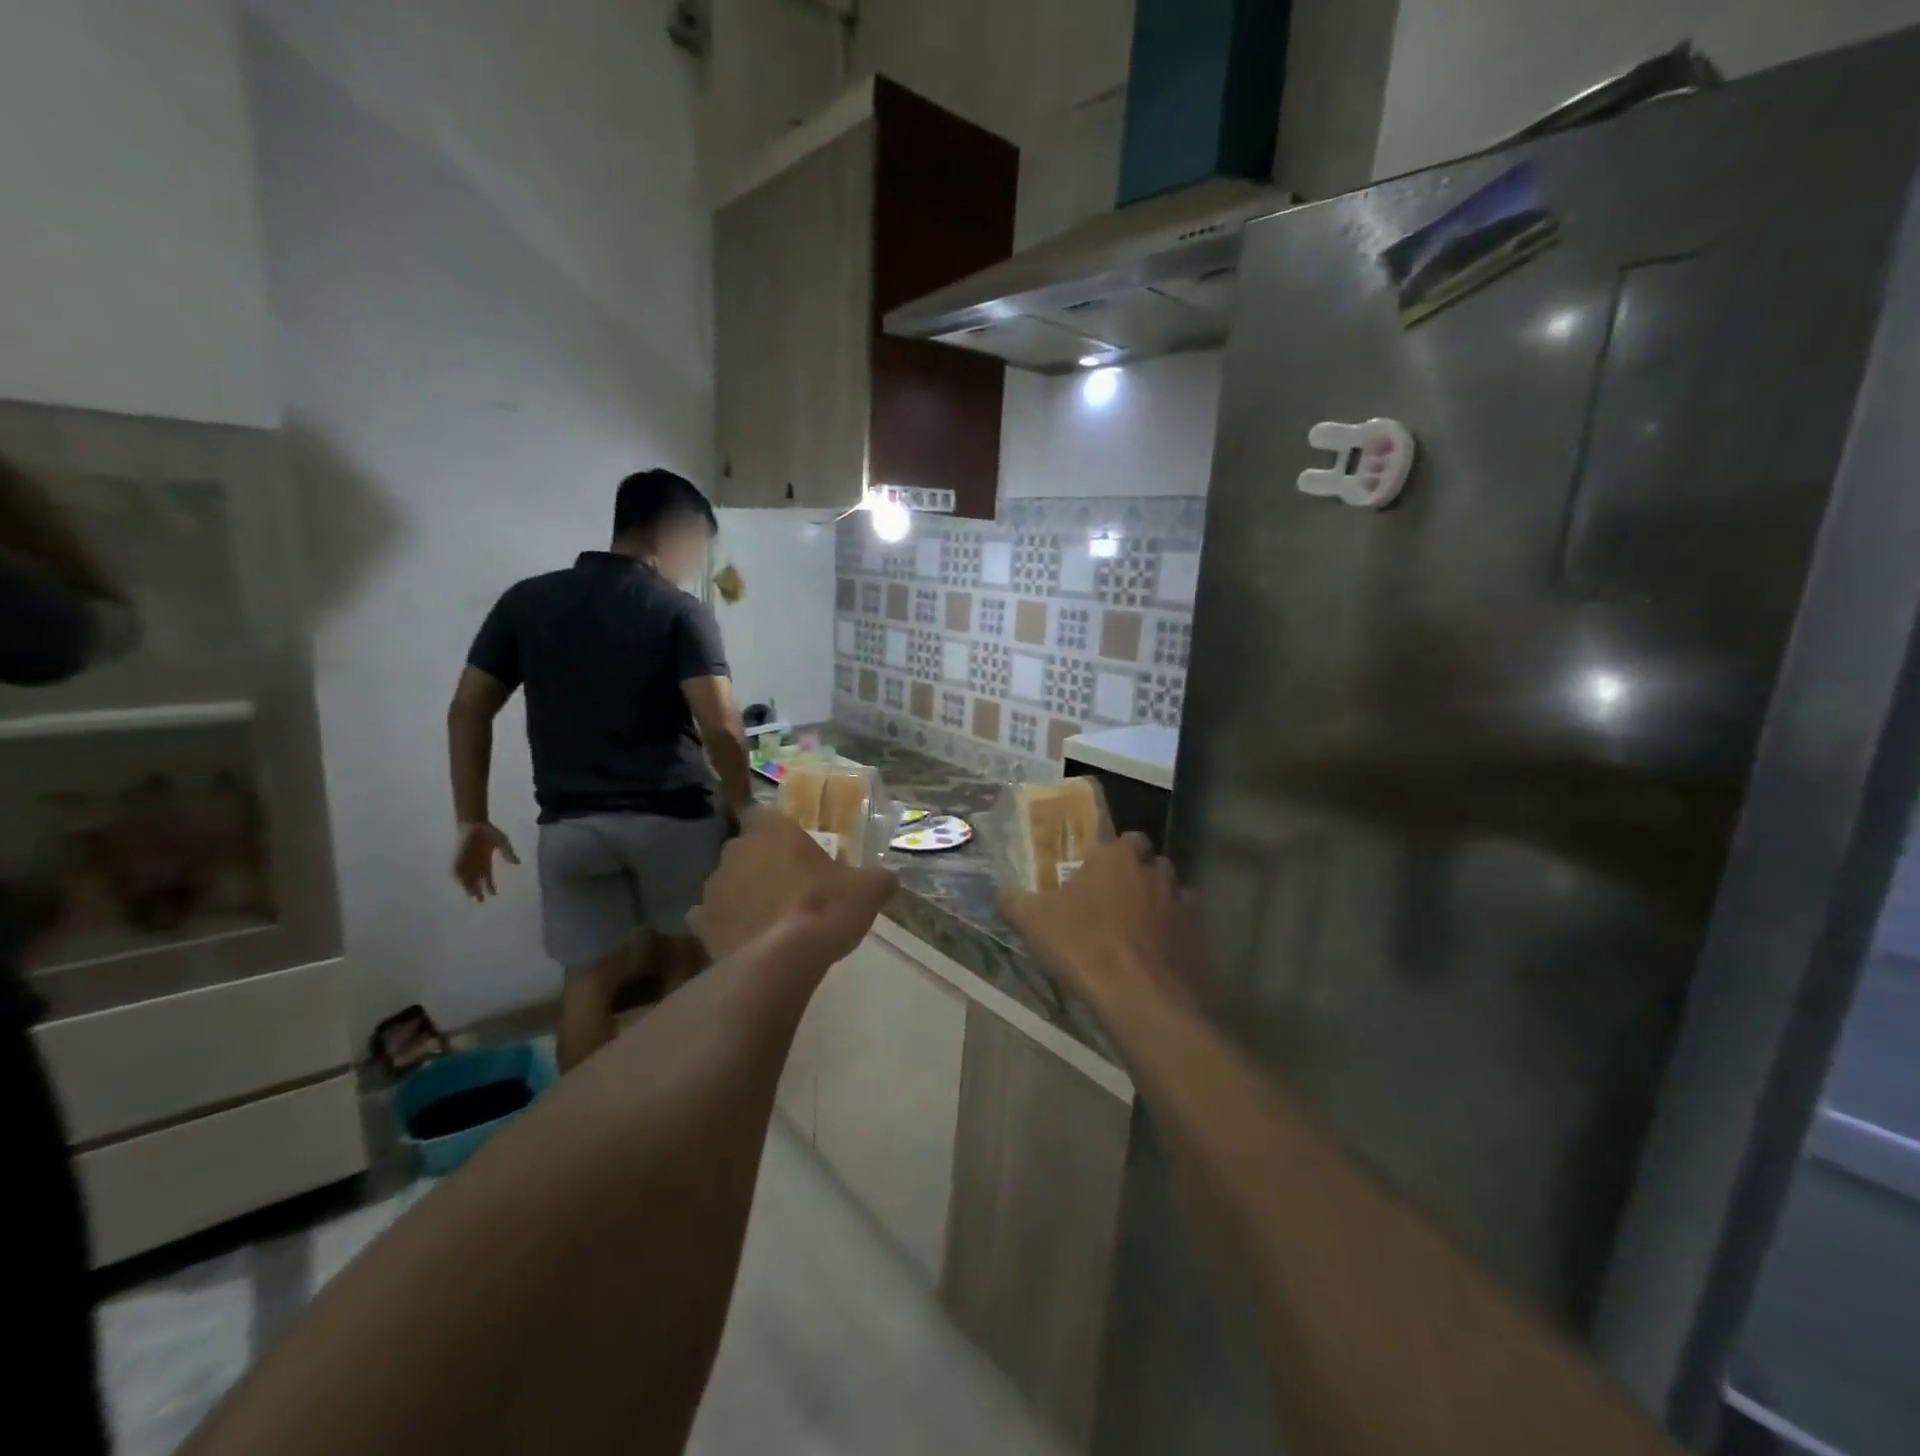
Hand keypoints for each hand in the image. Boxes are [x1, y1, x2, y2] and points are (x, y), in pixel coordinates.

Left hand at [453, 822, 518, 900]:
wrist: (474, 823)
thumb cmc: (489, 832)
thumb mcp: (502, 842)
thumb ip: (508, 852)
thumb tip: (518, 863)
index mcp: (486, 863)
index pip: (488, 878)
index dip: (490, 887)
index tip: (494, 894)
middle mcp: (475, 865)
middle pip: (475, 882)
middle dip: (477, 891)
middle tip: (480, 900)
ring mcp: (466, 862)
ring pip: (465, 878)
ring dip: (467, 886)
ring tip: (471, 893)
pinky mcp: (458, 857)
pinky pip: (456, 869)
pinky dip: (458, 876)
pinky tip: (460, 882)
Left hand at [689, 806, 896, 962]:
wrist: (782, 961)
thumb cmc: (825, 909)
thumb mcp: (868, 890)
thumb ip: (878, 879)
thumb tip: (887, 880)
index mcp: (773, 830)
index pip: (762, 812)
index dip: (775, 828)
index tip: (791, 845)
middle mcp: (736, 850)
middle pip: (745, 848)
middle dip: (761, 862)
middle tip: (788, 884)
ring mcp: (713, 887)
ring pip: (727, 882)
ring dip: (742, 893)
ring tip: (767, 918)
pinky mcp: (700, 924)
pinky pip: (709, 918)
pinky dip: (723, 925)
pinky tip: (743, 940)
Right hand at [999, 833, 1205, 1013]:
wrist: (1142, 999)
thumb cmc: (1085, 948)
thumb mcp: (1034, 923)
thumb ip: (1014, 900)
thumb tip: (1003, 892)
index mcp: (1118, 858)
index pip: (1126, 838)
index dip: (1113, 855)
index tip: (1096, 875)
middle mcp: (1156, 871)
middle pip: (1150, 864)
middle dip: (1136, 877)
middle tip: (1112, 903)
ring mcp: (1182, 903)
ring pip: (1171, 893)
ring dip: (1157, 904)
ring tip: (1135, 932)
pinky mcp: (1199, 935)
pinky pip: (1185, 926)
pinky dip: (1173, 935)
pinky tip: (1155, 957)